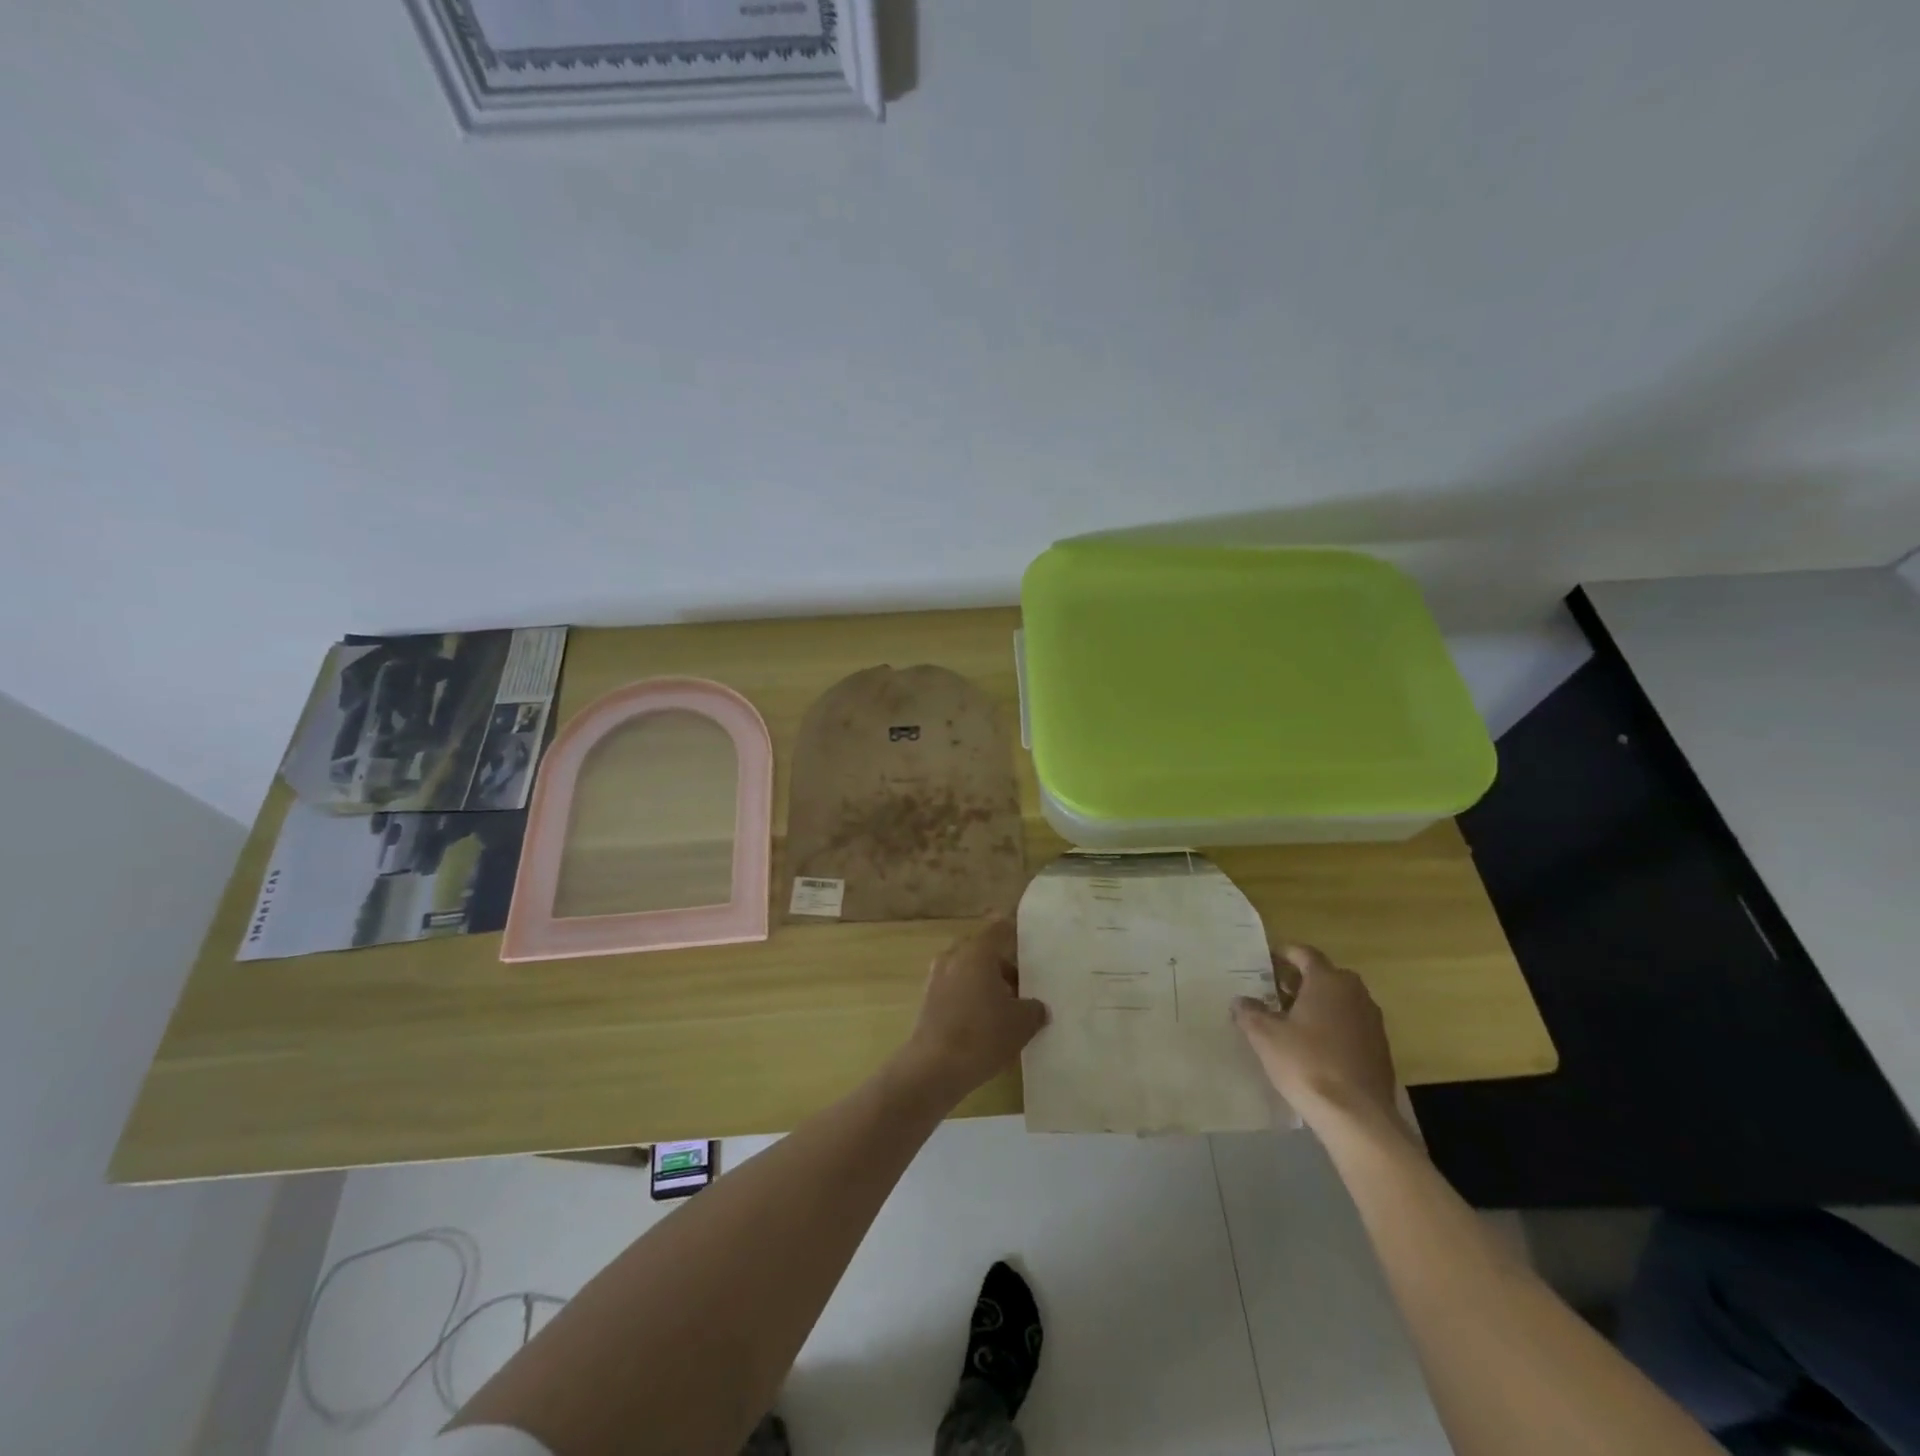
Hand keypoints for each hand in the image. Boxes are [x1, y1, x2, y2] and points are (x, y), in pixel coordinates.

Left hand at [900, 919, 1048, 1100]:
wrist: (934, 1068)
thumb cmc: (983, 1035)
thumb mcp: (1023, 1022)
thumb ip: (1034, 1008)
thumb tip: (1036, 1007)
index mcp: (977, 952)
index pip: (999, 928)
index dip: (1015, 932)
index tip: (1030, 944)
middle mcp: (954, 957)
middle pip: (983, 952)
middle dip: (1003, 967)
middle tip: (1023, 988)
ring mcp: (937, 978)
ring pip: (968, 972)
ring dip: (986, 985)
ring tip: (1007, 1011)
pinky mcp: (928, 1001)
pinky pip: (956, 990)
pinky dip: (970, 1000)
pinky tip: (985, 1025)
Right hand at [1233, 944, 1401, 1133]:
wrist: (1358, 1117)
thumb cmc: (1307, 1064)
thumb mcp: (1264, 1035)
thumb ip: (1249, 1012)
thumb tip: (1241, 1001)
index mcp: (1328, 981)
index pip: (1304, 954)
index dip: (1283, 954)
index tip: (1265, 961)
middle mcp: (1355, 993)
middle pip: (1324, 976)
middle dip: (1299, 981)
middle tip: (1273, 992)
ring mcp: (1372, 1021)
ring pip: (1339, 1001)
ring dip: (1317, 1004)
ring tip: (1290, 1020)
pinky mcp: (1380, 1049)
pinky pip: (1351, 1025)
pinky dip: (1332, 1026)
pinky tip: (1314, 1047)